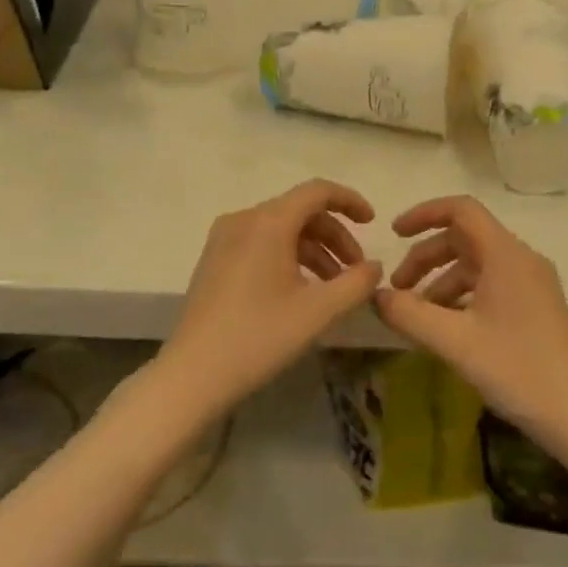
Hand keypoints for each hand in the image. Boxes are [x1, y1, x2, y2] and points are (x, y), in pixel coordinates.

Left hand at [161, 180, 381, 412]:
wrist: (193, 374)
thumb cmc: (259, 337)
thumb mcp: (319, 311)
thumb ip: (356, 283)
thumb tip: (374, 266)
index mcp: (268, 222)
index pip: (316, 191)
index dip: (349, 201)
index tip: (373, 222)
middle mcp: (243, 220)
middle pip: (299, 211)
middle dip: (334, 235)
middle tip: (356, 270)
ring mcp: (223, 240)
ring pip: (280, 230)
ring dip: (313, 250)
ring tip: (334, 287)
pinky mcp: (214, 260)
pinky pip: (261, 244)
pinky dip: (288, 257)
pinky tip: (301, 290)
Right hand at [373, 196, 567, 431]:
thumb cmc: (516, 369)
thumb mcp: (454, 342)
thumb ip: (409, 314)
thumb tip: (375, 296)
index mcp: (506, 255)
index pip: (461, 210)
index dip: (423, 214)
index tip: (393, 234)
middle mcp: (521, 259)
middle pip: (465, 238)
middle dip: (426, 257)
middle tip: (397, 290)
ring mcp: (532, 283)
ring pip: (477, 264)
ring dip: (441, 280)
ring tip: (417, 315)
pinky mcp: (536, 305)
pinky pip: (491, 285)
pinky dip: (462, 296)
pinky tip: (446, 327)